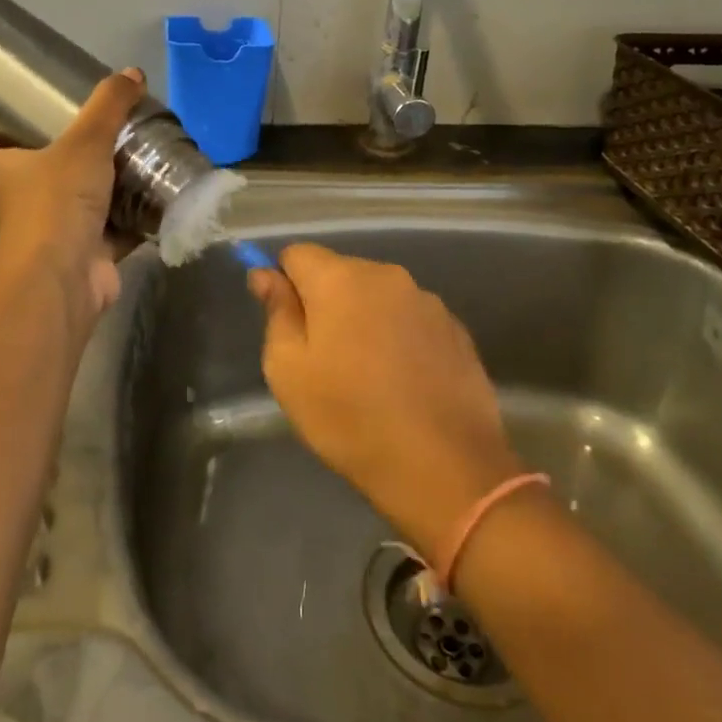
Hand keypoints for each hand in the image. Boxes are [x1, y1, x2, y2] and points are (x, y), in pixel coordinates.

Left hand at [0, 69, 144, 317]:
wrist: (65, 277)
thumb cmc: (57, 202)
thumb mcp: (85, 142)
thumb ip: (108, 106)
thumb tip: (132, 73)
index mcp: (6, 173)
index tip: (2, 127)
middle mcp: (23, 204)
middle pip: (31, 180)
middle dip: (59, 162)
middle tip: (94, 137)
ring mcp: (55, 234)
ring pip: (76, 206)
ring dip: (101, 190)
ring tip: (134, 161)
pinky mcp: (88, 255)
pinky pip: (112, 232)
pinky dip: (132, 219)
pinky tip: (156, 200)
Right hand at [248, 244, 523, 560]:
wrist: (444, 467)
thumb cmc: (349, 417)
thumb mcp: (289, 370)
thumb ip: (277, 312)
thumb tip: (265, 274)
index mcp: (341, 278)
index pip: (297, 254)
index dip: (284, 283)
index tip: (287, 325)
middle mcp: (387, 275)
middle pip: (340, 272)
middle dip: (325, 302)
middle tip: (323, 358)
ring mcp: (428, 301)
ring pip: (377, 296)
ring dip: (364, 319)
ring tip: (367, 374)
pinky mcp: (456, 329)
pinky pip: (410, 319)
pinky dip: (398, 337)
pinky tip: (402, 381)